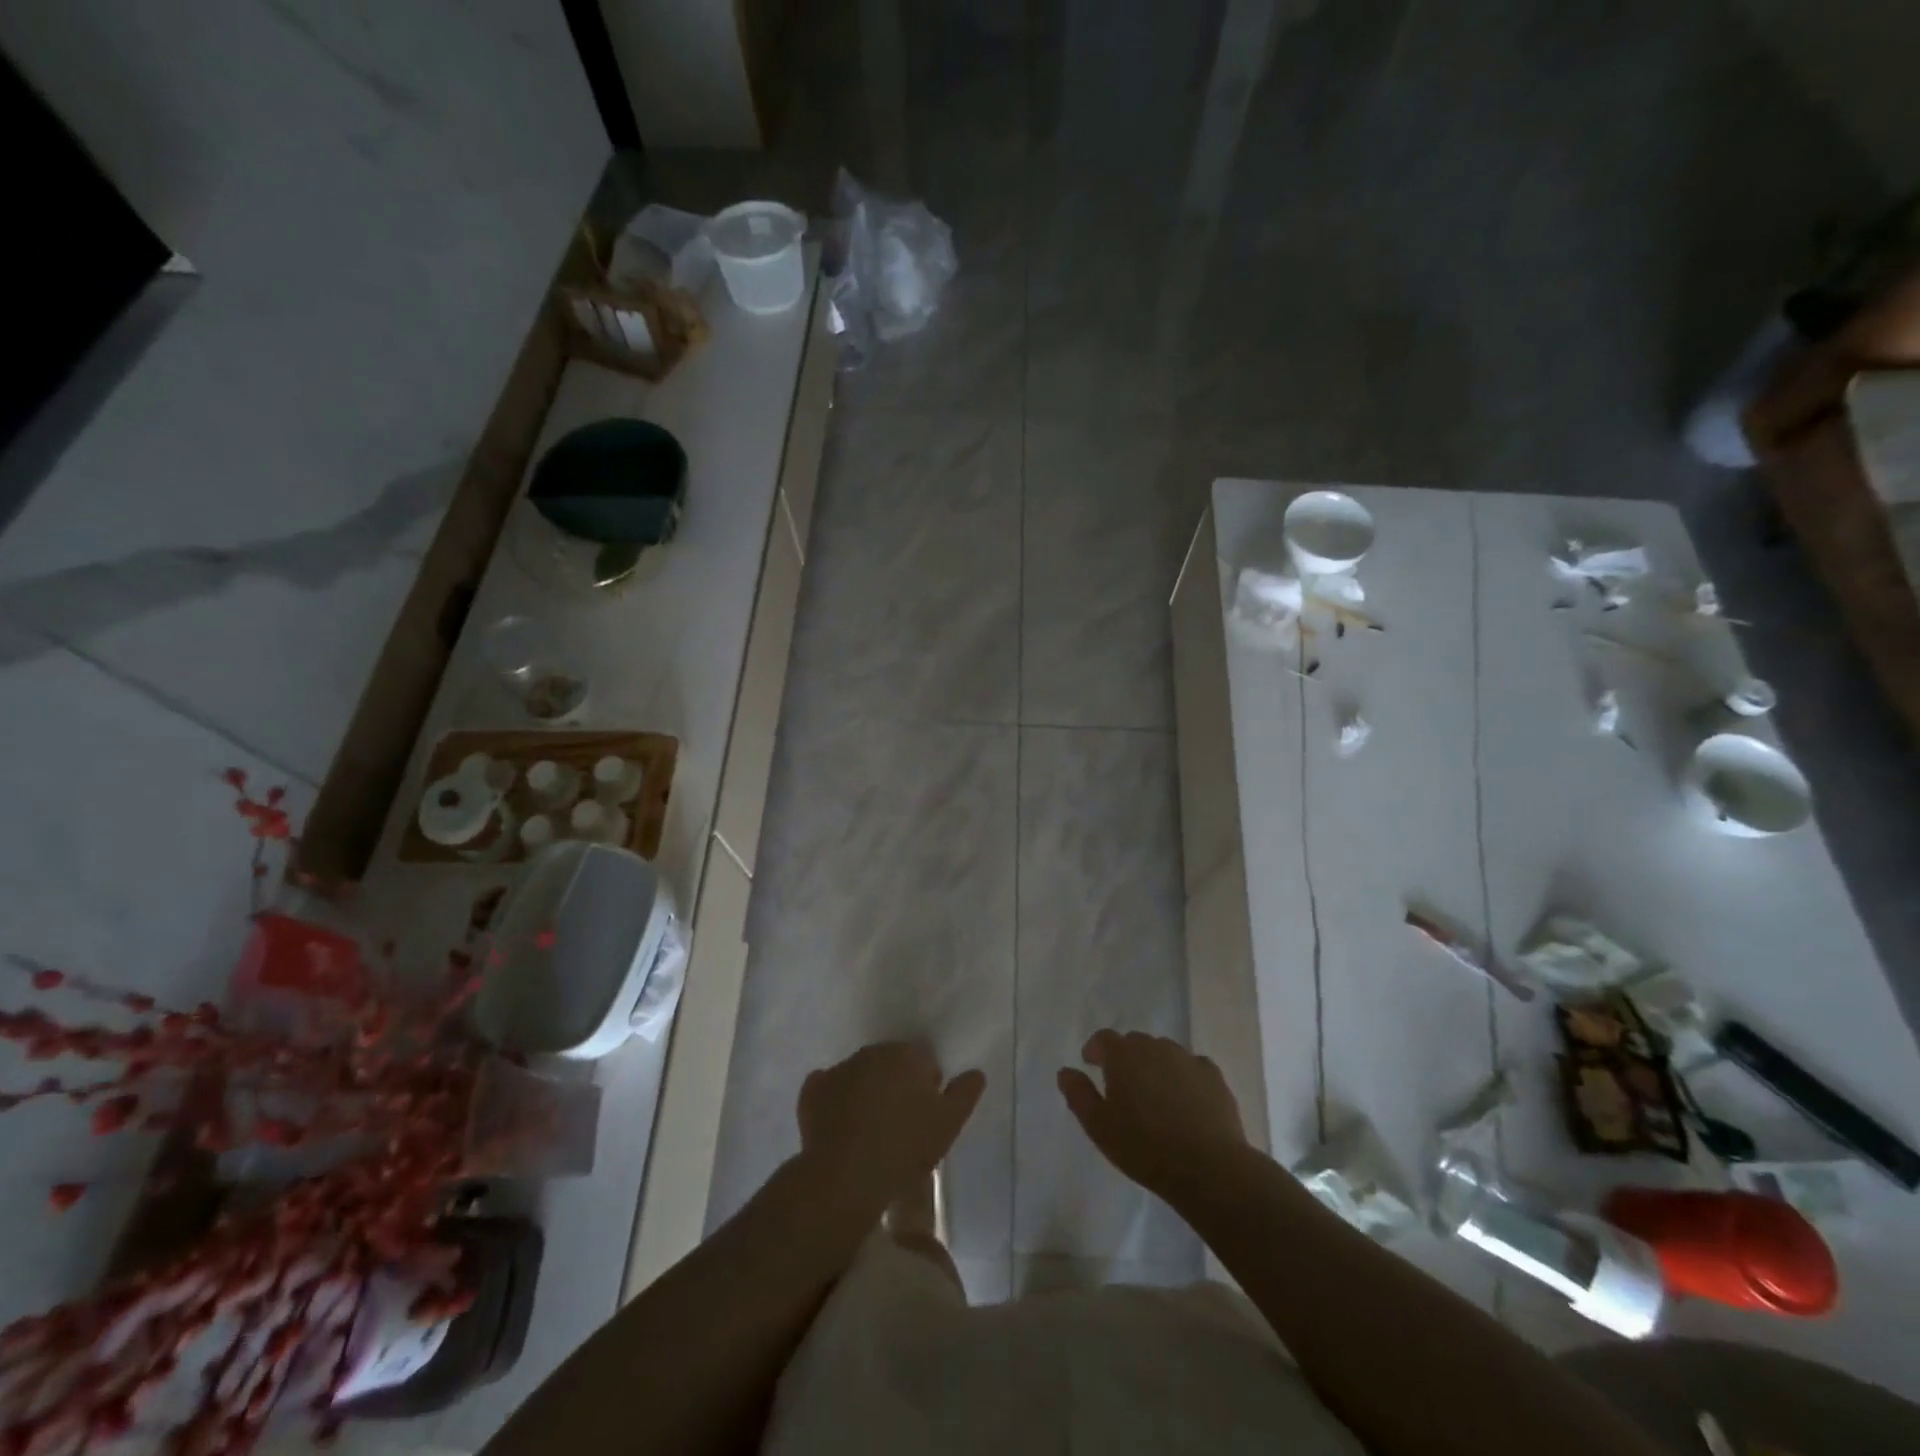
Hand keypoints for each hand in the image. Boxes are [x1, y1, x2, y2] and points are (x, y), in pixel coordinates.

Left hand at [798, 1042, 983, 1208]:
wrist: (847, 1175)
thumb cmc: (905, 1146)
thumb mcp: (949, 1123)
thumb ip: (965, 1093)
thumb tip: (976, 1073)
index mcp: (906, 1054)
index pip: (923, 1060)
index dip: (926, 1085)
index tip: (925, 1114)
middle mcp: (871, 1052)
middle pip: (889, 1064)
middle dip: (895, 1084)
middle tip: (899, 1124)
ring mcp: (839, 1068)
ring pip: (859, 1075)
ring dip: (866, 1091)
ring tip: (869, 1131)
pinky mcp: (812, 1090)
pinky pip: (828, 1089)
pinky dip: (834, 1101)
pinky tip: (839, 1126)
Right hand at [1058, 1030, 1247, 1199]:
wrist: (1208, 1167)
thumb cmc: (1144, 1147)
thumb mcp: (1098, 1126)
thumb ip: (1078, 1094)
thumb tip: (1065, 1071)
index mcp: (1123, 1055)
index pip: (1103, 1038)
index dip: (1095, 1049)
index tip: (1090, 1064)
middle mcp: (1155, 1047)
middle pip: (1134, 1043)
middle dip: (1125, 1058)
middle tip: (1122, 1086)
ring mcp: (1187, 1058)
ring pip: (1164, 1053)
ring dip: (1154, 1066)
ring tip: (1154, 1096)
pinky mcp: (1213, 1076)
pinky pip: (1192, 1067)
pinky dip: (1184, 1077)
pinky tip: (1185, 1101)